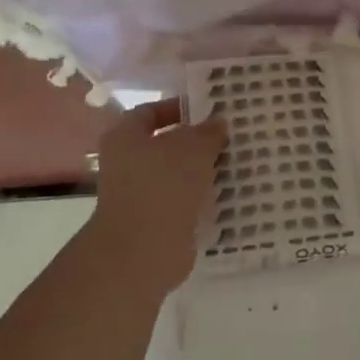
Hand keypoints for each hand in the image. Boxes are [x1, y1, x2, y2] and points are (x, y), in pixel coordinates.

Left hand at [86, 98, 226, 289]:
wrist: (142, 251)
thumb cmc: (163, 186)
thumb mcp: (193, 148)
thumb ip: (207, 132)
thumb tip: (218, 123)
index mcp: (124, 137)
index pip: (150, 111)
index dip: (178, 107)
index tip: (210, 110)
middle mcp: (126, 164)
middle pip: (165, 145)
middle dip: (196, 142)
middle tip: (230, 138)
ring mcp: (138, 195)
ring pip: (176, 175)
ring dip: (202, 171)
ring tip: (235, 164)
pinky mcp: (154, 222)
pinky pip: (182, 202)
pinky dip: (201, 198)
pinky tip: (228, 194)